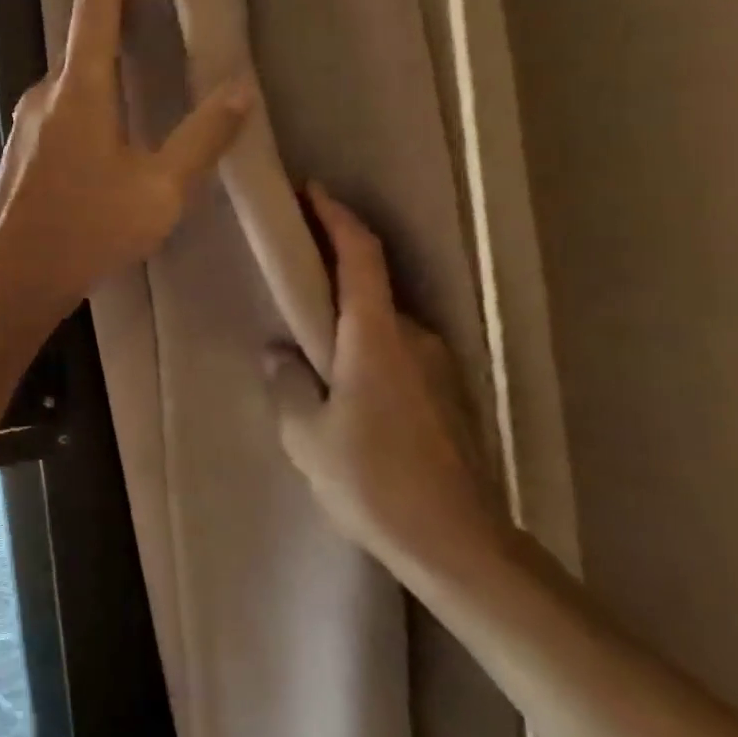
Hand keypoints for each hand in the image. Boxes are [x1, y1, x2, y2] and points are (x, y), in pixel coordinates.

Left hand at [0, 0, 255, 327]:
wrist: (12, 278)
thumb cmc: (88, 230)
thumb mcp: (160, 191)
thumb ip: (201, 139)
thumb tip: (240, 90)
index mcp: (79, 92)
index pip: (93, 12)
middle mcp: (45, 97)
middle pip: (80, 43)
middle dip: (112, 17)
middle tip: (147, 4)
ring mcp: (26, 125)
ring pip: (69, 81)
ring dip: (99, 63)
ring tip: (134, 64)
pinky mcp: (20, 152)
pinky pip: (59, 108)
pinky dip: (85, 97)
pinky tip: (105, 126)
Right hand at [265, 185, 506, 576]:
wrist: (458, 545)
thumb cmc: (373, 481)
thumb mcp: (306, 434)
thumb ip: (287, 383)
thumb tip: (279, 353)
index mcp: (376, 337)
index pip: (361, 255)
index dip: (336, 218)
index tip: (311, 191)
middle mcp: (415, 339)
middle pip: (373, 283)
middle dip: (333, 264)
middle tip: (293, 265)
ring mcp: (439, 368)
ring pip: (385, 321)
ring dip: (349, 313)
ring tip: (309, 333)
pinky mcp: (449, 397)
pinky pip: (398, 352)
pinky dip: (367, 345)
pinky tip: (344, 381)